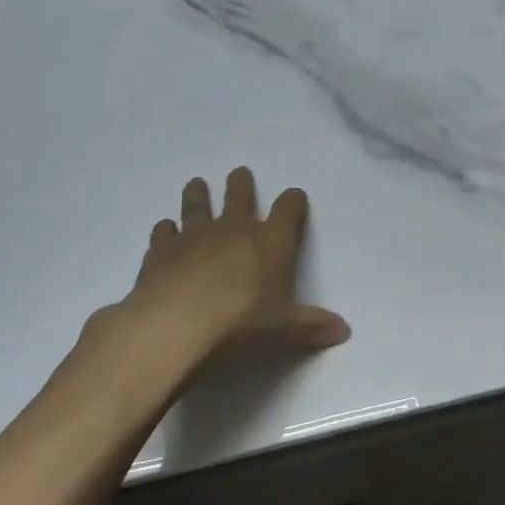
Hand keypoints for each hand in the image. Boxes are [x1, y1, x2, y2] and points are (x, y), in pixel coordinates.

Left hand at [80, 169, 350, 375]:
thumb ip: (312, 326)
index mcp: (271, 241)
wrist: (177, 326)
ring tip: (196, 184)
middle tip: (239, 174)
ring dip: (198, 194)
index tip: (295, 197)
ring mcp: (194, 235)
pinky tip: (164, 231)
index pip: (288, 209)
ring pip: (197, 204)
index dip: (293, 201)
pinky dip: (165, 231)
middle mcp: (234, 229)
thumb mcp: (285, 331)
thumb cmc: (242, 325)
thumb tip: (344, 330)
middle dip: (241, 184)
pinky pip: (163, 232)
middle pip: (239, 195)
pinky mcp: (161, 251)